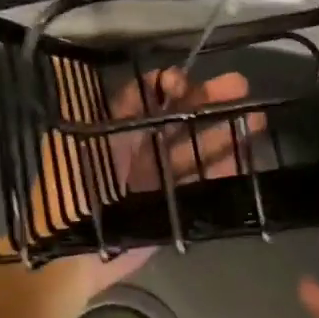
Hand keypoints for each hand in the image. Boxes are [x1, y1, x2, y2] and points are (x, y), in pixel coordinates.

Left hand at [0, 66, 259, 317]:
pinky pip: (199, 183)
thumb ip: (75, 105)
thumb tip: (63, 62)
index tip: (185, 80)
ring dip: (223, 132)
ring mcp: (155, 178)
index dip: (165, 85)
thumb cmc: (68, 192)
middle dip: (207, 101)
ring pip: (194, 148)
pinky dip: (222, 170)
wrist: (69, 256)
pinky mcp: (169, 206)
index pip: (143, 98)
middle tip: (240, 86)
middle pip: (177, 118)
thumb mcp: (68, 143)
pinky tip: (245, 157)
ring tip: (255, 116)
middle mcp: (137, 149)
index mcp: (112, 130)